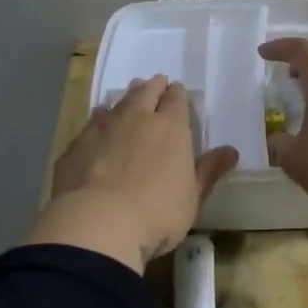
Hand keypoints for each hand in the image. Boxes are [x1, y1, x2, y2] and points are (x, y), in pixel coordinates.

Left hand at [26, 76, 238, 272]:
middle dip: (152, 87)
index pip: (176, 99)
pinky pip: (91, 124)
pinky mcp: (76, 145)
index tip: (177, 92)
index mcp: (170, 127)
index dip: (177, 94)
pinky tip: (97, 128)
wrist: (98, 223)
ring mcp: (102, 129)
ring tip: (127, 100)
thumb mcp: (193, 197)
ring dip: (124, 100)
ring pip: (116, 104)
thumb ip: (209, 170)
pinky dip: (98, 122)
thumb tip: (231, 150)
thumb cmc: (158, 212)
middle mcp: (137, 118)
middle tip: (154, 84)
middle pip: (145, 92)